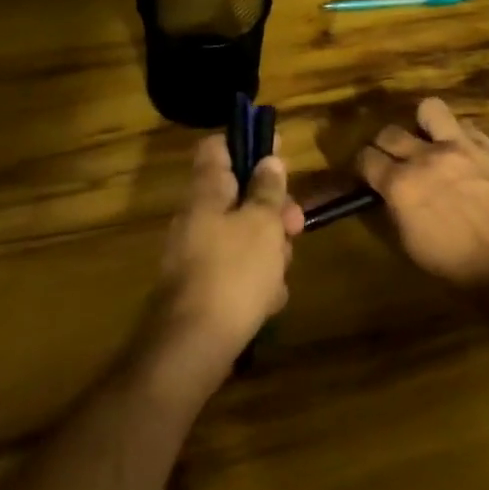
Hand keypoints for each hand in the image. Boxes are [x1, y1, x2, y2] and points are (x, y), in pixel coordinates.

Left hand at [150, 134, 303, 383]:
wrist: (193, 346)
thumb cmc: (233, 273)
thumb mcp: (262, 224)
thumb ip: (267, 190)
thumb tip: (268, 160)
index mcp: (206, 192)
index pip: (217, 147)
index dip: (247, 143)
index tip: (277, 153)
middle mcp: (196, 217)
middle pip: (238, 195)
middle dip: (271, 209)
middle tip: (295, 225)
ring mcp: (196, 254)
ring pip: (242, 235)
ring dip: (269, 249)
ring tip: (281, 273)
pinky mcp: (202, 288)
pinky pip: (236, 271)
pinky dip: (255, 280)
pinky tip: (268, 300)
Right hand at [358, 97, 488, 288]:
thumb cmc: (459, 268)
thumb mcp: (412, 246)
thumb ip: (397, 211)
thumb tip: (390, 195)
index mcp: (401, 185)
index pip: (366, 159)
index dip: (363, 166)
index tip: (368, 173)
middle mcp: (426, 157)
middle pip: (390, 132)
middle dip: (385, 145)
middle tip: (393, 158)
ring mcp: (460, 147)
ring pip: (430, 109)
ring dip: (423, 122)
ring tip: (428, 138)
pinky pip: (467, 126)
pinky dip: (460, 136)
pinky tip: (464, 152)